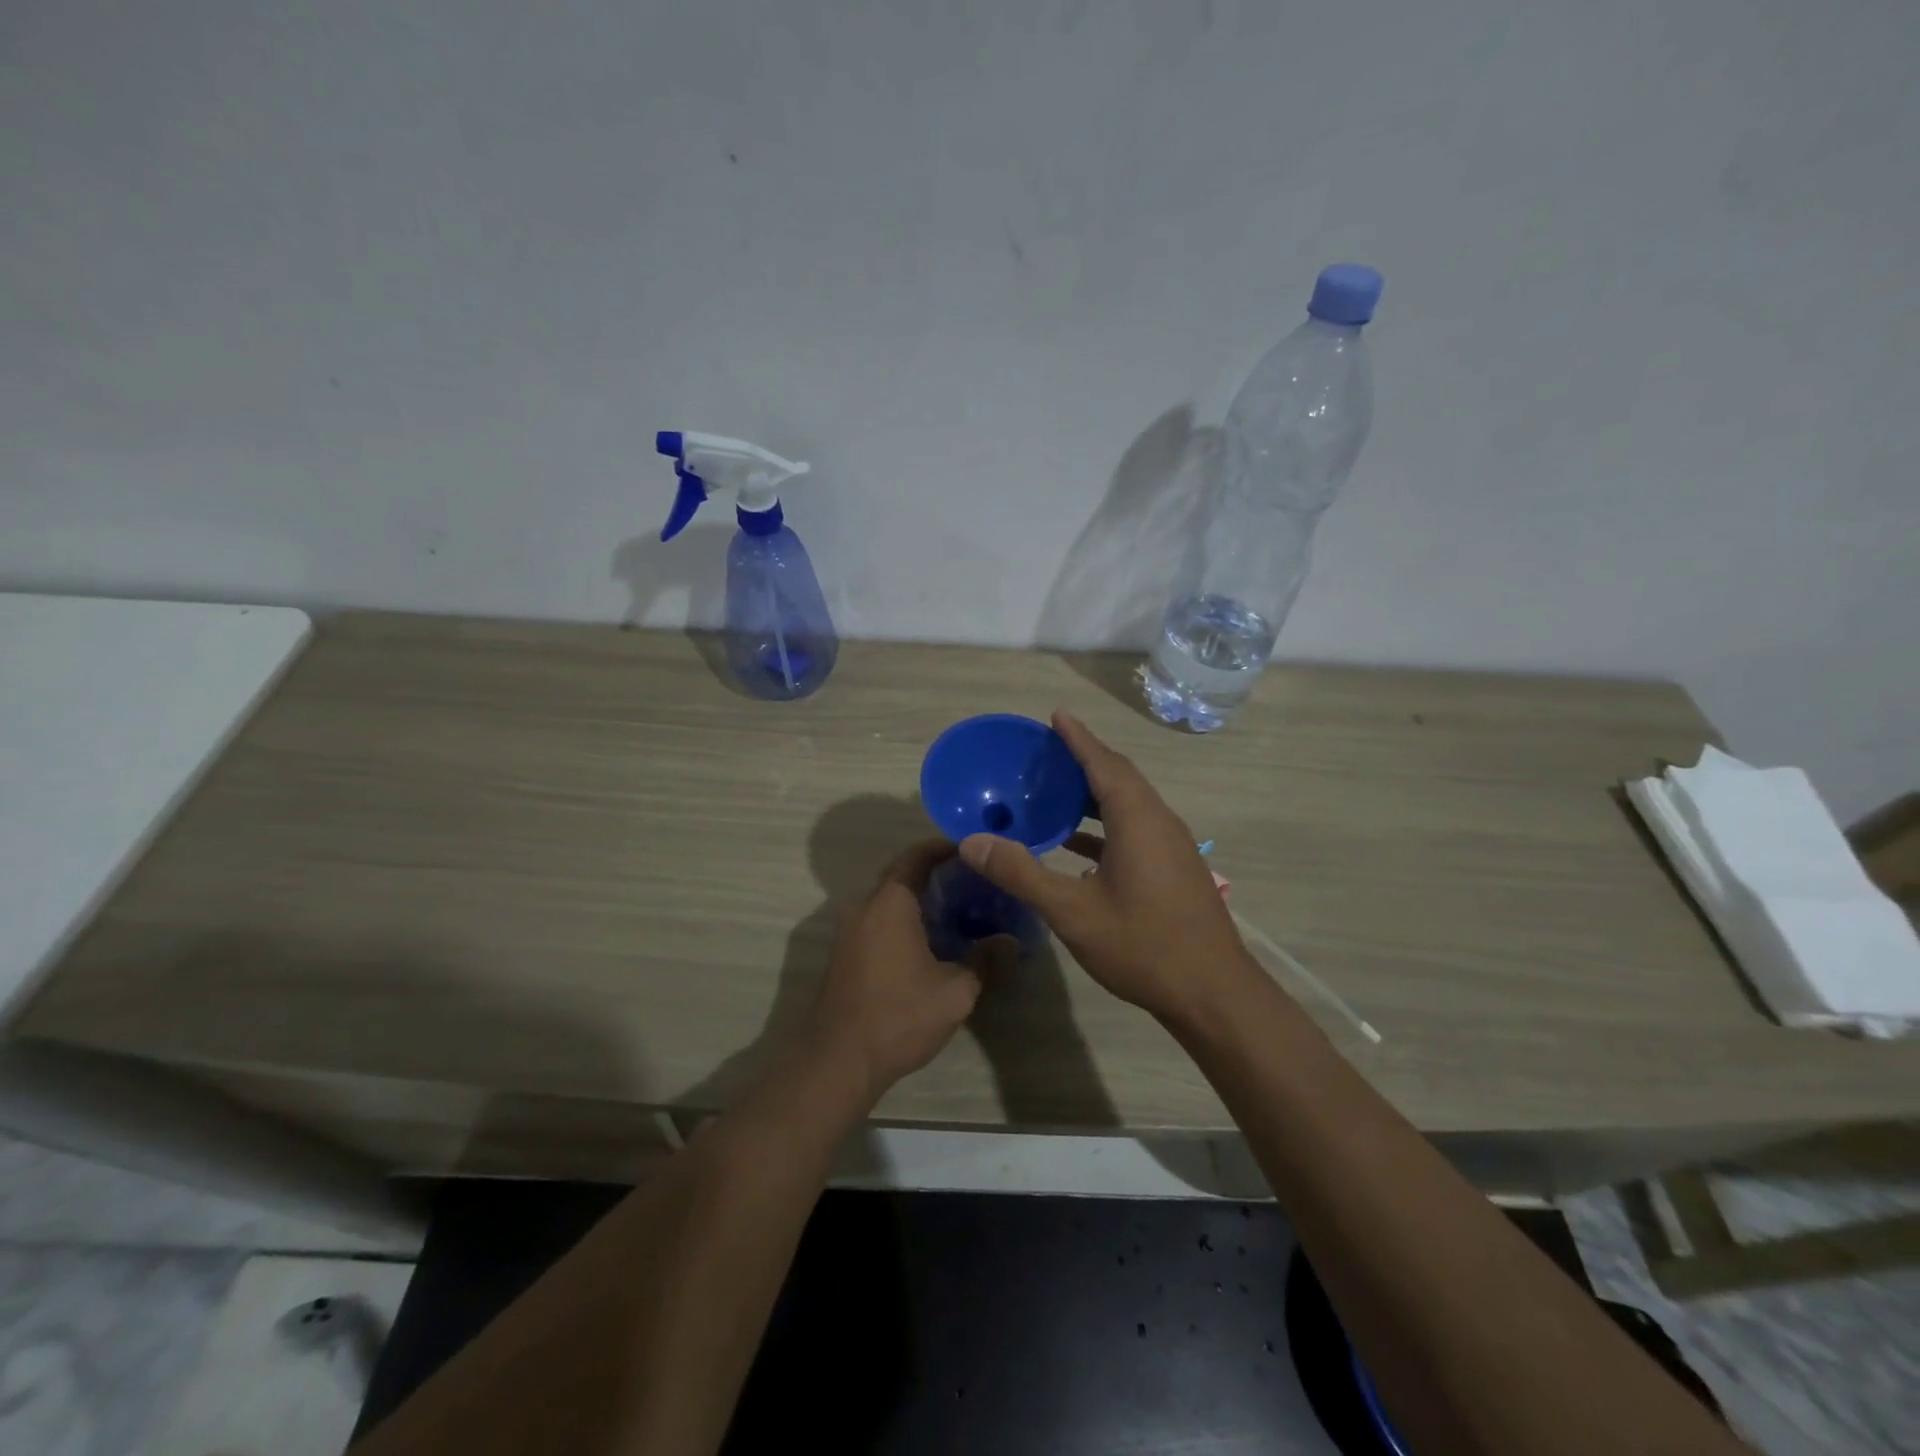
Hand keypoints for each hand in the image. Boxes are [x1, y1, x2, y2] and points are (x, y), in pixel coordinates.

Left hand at [807, 839, 983, 1103]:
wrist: (838, 1060)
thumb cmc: (899, 1017)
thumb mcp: (955, 992)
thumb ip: (985, 961)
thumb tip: (1011, 941)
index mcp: (890, 903)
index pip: (917, 857)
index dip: (944, 847)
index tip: (972, 849)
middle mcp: (865, 906)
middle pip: (901, 874)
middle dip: (935, 872)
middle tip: (973, 880)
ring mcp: (850, 930)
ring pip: (889, 899)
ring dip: (918, 897)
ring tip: (958, 908)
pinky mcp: (846, 952)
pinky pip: (878, 919)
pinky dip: (904, 917)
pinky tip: (929, 939)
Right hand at [958, 710, 1253, 1022]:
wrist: (1213, 994)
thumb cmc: (1143, 945)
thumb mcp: (1072, 911)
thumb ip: (1021, 873)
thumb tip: (972, 843)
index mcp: (1138, 819)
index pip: (1104, 763)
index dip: (1078, 738)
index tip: (1056, 715)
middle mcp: (1159, 822)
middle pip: (1119, 777)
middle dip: (1084, 760)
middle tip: (1047, 752)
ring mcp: (1172, 846)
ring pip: (1129, 805)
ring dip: (1094, 794)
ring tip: (1055, 792)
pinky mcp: (1174, 869)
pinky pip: (1135, 829)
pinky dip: (1104, 826)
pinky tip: (1077, 847)